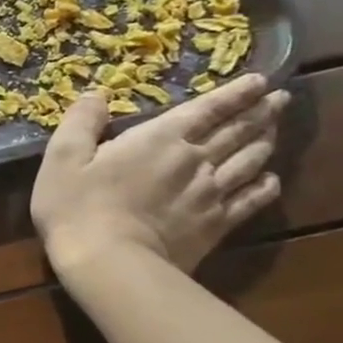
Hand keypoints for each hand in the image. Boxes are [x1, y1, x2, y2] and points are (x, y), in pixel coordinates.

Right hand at [31, 74, 288, 277]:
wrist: (109, 263)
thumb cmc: (77, 206)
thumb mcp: (62, 158)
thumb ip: (81, 122)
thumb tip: (95, 95)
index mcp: (159, 138)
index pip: (206, 108)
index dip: (234, 92)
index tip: (259, 80)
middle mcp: (195, 160)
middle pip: (236, 131)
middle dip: (259, 112)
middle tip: (279, 98)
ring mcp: (210, 194)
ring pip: (250, 161)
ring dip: (265, 142)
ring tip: (275, 129)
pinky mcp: (215, 225)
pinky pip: (251, 201)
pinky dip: (266, 187)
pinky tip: (271, 180)